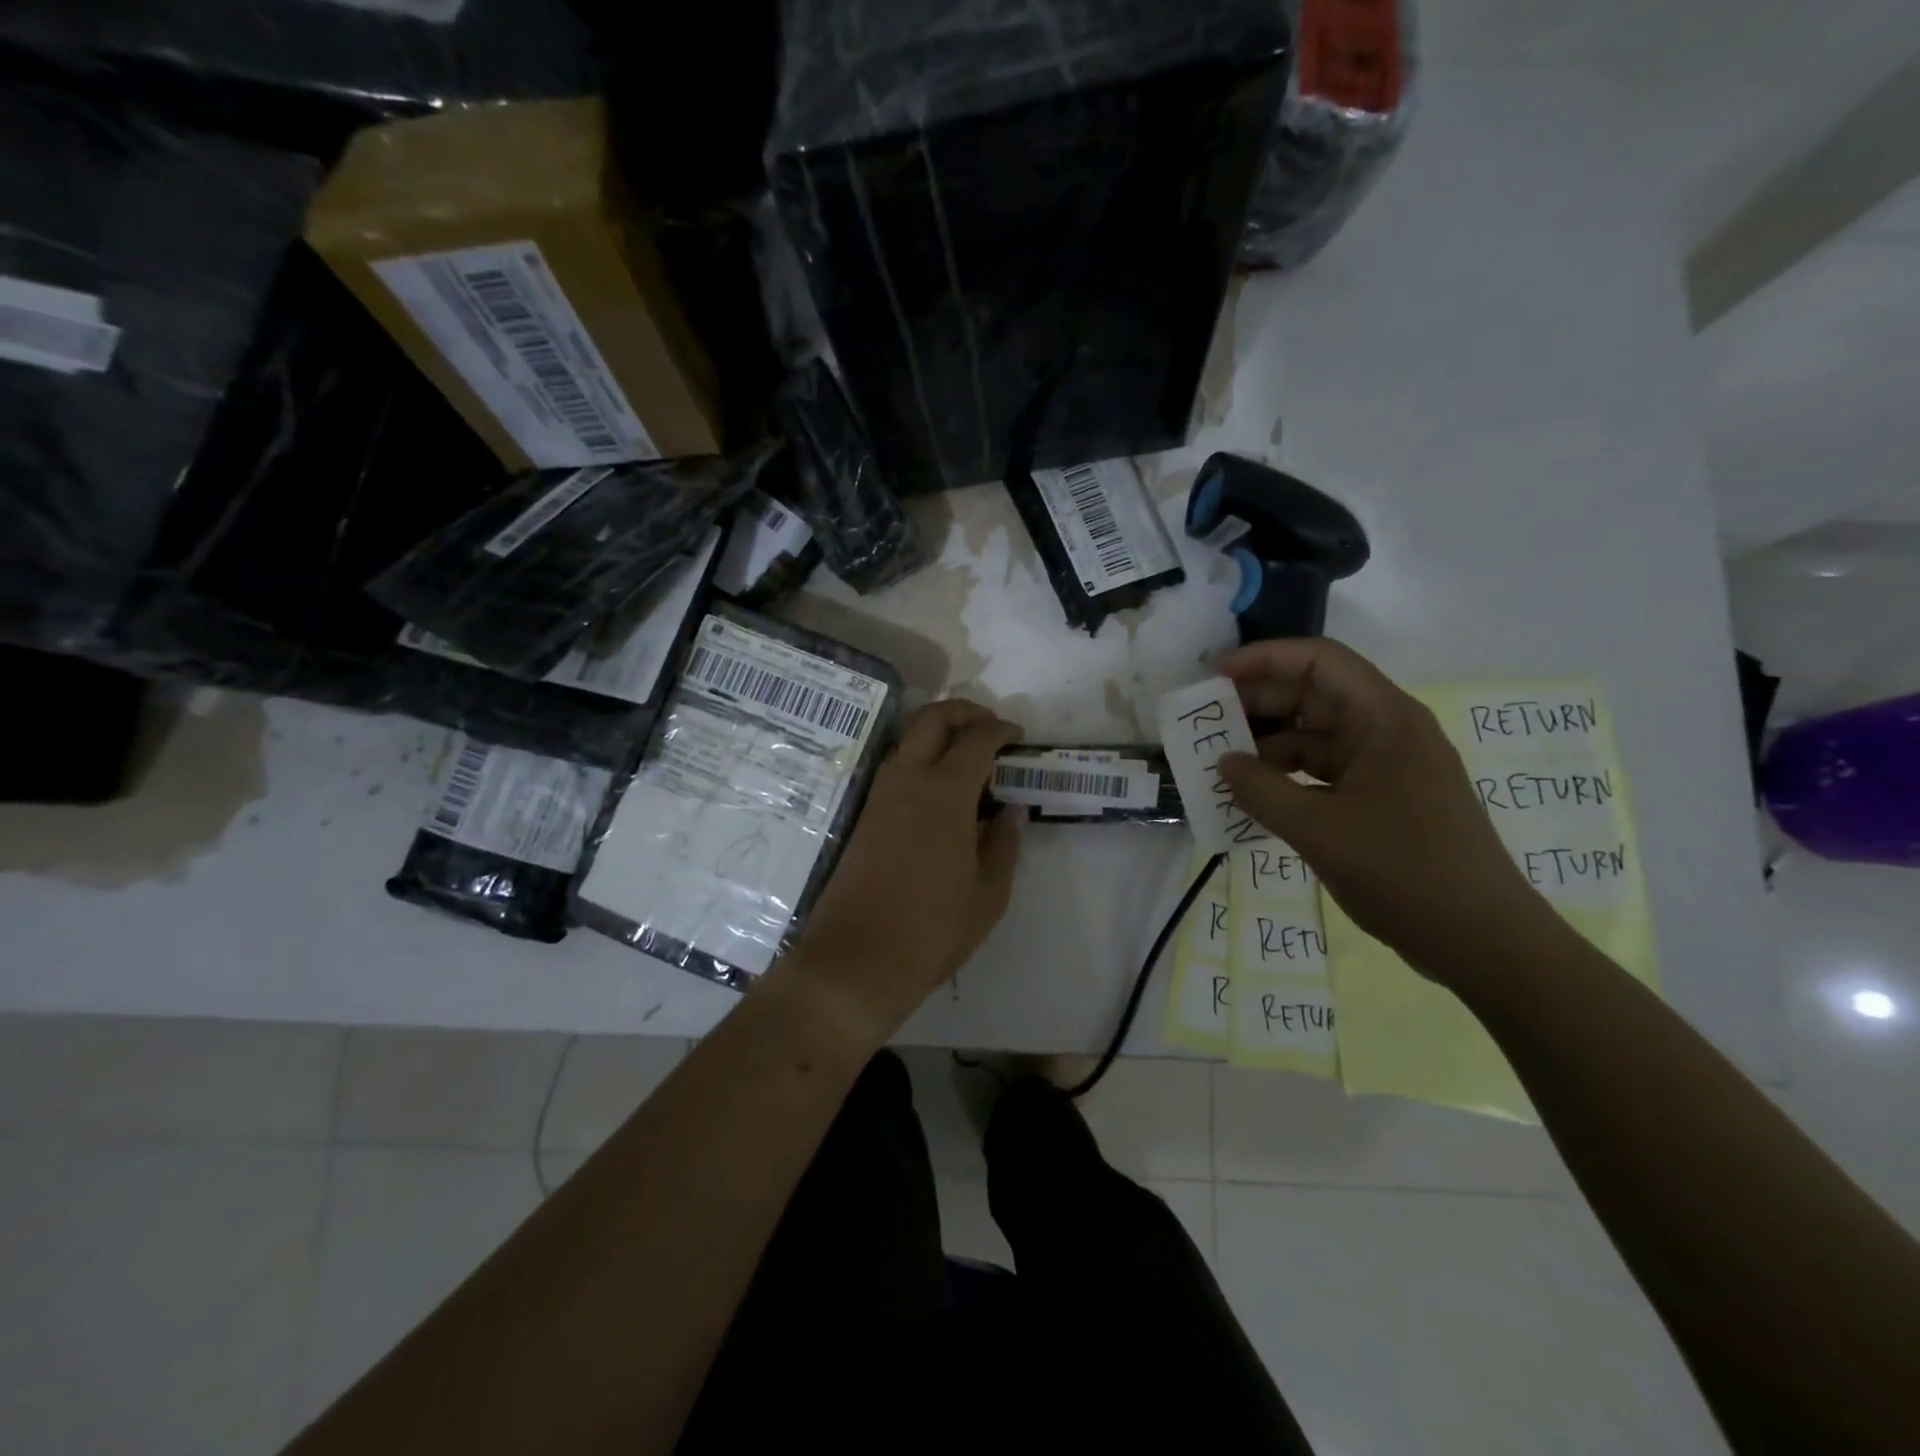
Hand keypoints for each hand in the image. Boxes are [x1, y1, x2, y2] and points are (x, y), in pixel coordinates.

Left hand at [783, 699, 1022, 1035]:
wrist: (856, 959)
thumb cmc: (932, 929)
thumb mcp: (988, 894)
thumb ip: (1004, 843)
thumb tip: (1012, 810)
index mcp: (945, 793)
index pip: (977, 739)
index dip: (1001, 730)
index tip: (1018, 737)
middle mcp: (908, 781)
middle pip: (932, 718)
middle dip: (965, 712)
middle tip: (990, 729)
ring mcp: (880, 796)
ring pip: (909, 739)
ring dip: (939, 733)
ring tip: (968, 758)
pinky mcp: (864, 815)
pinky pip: (896, 767)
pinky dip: (921, 758)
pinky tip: (941, 789)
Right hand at [1217, 639, 1555, 983]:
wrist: (1480, 940)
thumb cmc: (1404, 871)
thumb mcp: (1318, 829)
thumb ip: (1261, 791)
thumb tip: (1222, 764)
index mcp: (1384, 719)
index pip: (1319, 662)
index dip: (1265, 660)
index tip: (1216, 678)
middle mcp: (1387, 732)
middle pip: (1314, 696)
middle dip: (1258, 704)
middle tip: (1206, 724)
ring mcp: (1386, 768)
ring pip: (1315, 738)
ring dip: (1267, 747)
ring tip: (1220, 766)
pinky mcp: (1381, 800)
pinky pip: (1323, 774)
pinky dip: (1286, 779)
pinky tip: (1253, 797)